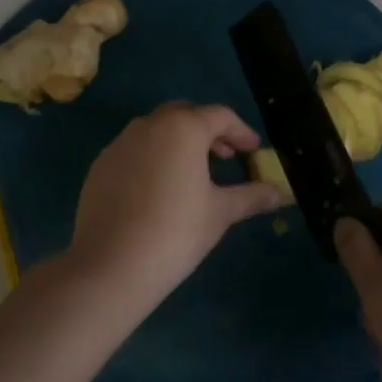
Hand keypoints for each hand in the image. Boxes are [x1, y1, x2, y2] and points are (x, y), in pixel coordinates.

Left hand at [67, 103, 286, 308]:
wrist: (109, 266)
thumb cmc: (175, 232)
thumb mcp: (220, 213)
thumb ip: (251, 196)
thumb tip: (281, 193)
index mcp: (183, 128)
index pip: (220, 116)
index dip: (241, 132)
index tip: (253, 151)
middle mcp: (149, 125)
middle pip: (186, 115)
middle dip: (208, 131)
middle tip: (225, 157)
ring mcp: (120, 144)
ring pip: (157, 130)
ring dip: (179, 142)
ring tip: (193, 172)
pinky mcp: (100, 166)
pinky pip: (134, 150)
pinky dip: (153, 158)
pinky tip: (159, 189)